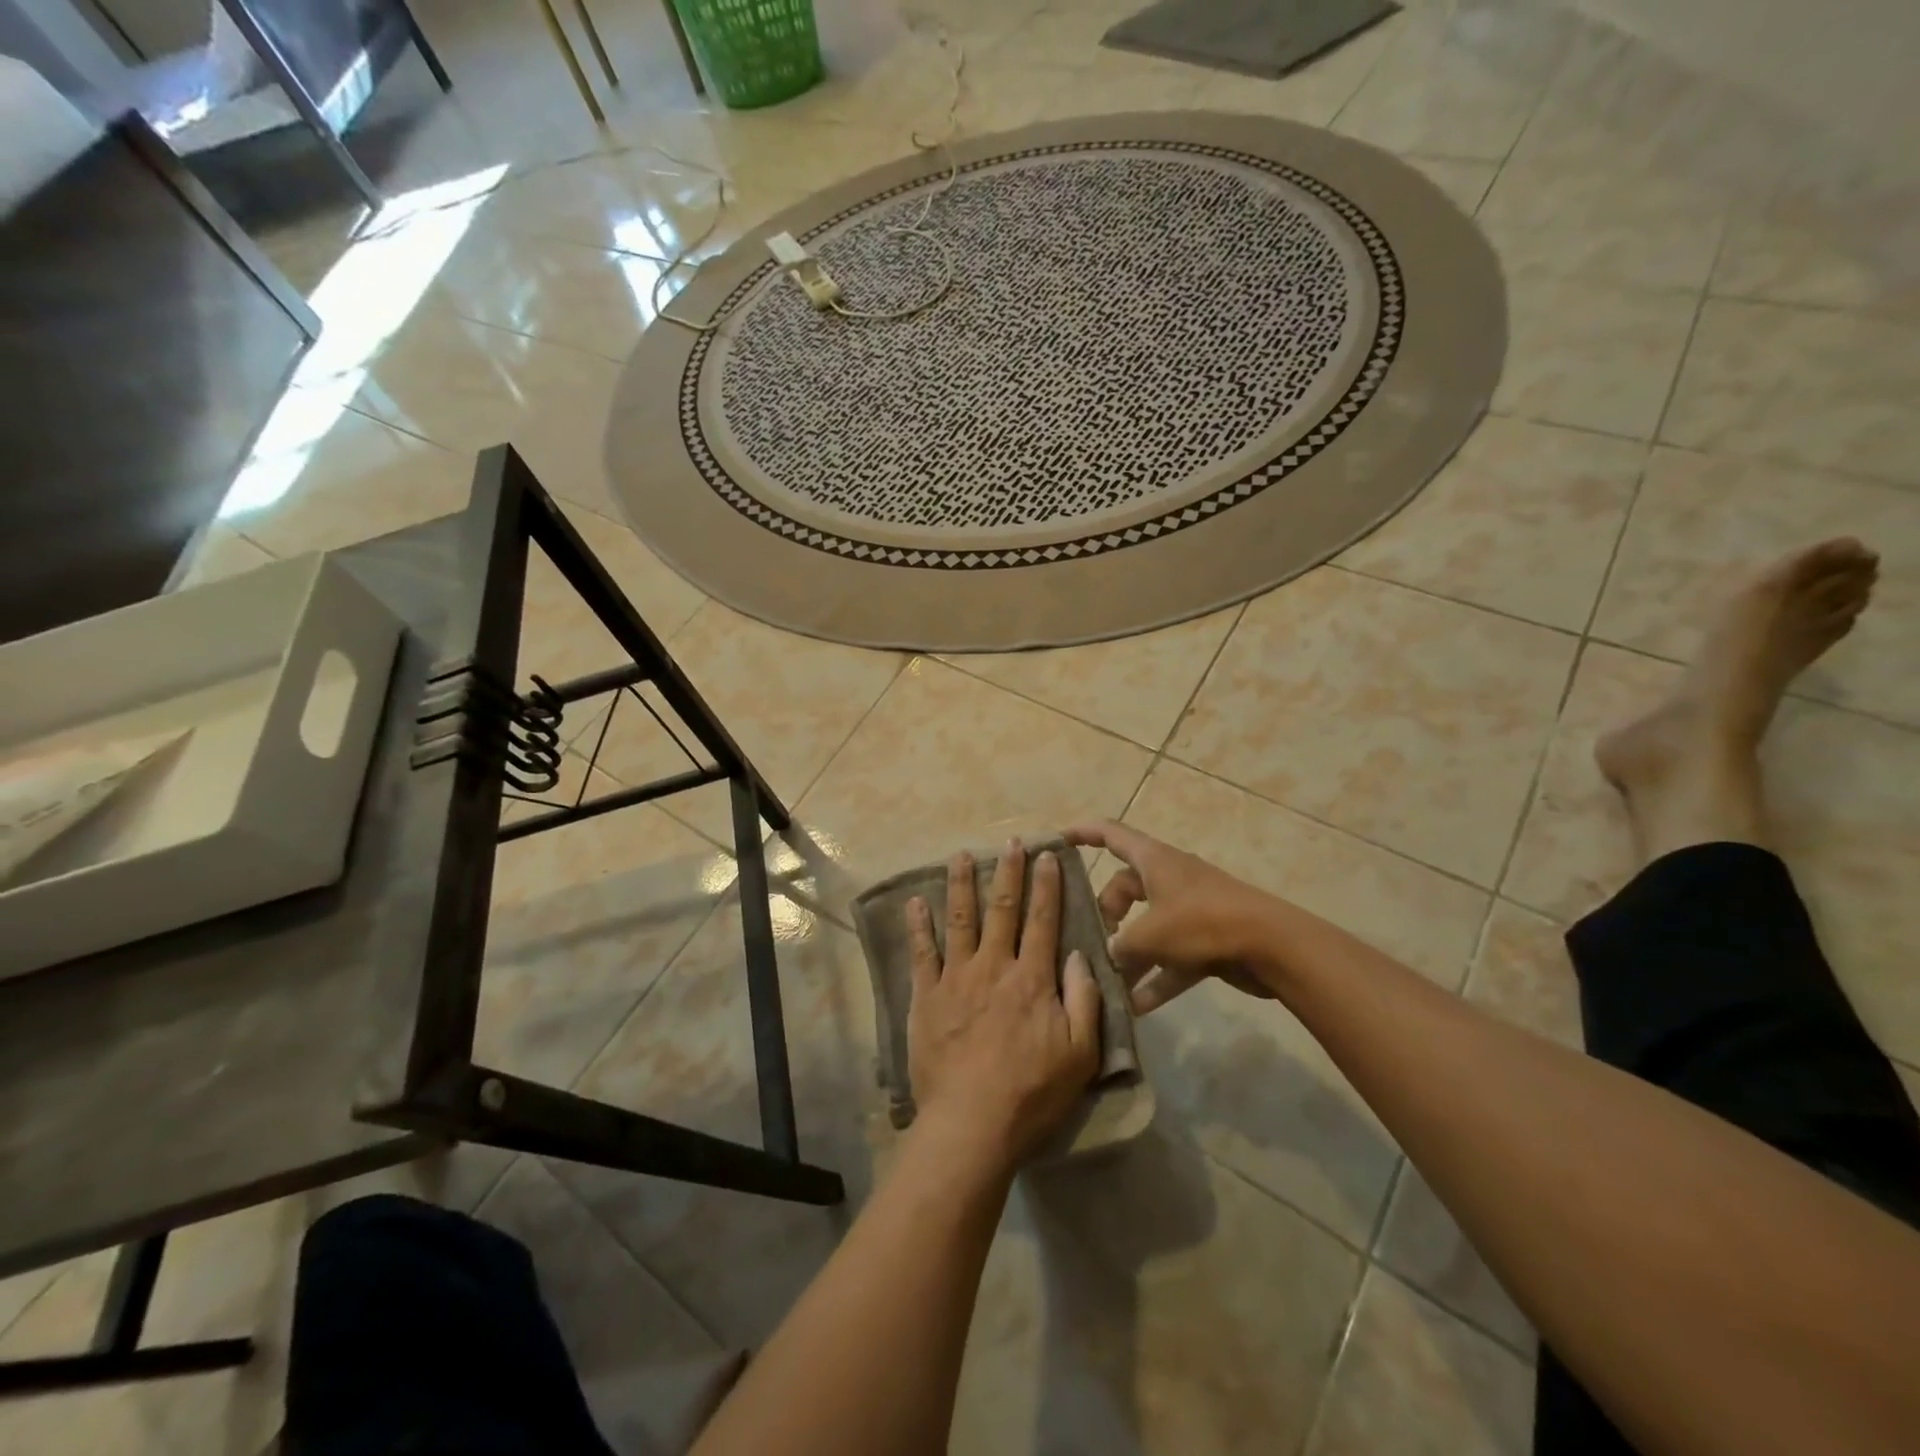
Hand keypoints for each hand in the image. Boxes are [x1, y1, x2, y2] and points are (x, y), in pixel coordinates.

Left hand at [905, 840, 1101, 1170]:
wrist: (971, 1122)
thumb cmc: (1032, 1092)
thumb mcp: (1080, 1054)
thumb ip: (1084, 999)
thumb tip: (1080, 955)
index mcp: (1032, 978)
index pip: (1043, 920)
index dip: (1047, 885)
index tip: (1048, 855)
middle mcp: (993, 966)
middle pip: (1003, 909)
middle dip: (1009, 872)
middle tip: (1010, 842)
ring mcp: (956, 978)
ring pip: (960, 919)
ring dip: (961, 884)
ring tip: (961, 855)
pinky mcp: (926, 996)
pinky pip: (921, 953)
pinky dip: (918, 925)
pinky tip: (915, 902)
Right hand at [1066, 820, 1278, 1013]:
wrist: (1272, 946)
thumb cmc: (1203, 923)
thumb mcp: (1150, 934)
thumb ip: (1121, 947)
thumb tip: (1109, 957)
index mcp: (1153, 860)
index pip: (1110, 834)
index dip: (1082, 833)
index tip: (1057, 840)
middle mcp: (1169, 879)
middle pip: (1125, 888)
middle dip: (1106, 914)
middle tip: (1092, 941)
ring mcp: (1189, 910)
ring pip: (1147, 927)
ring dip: (1130, 954)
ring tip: (1108, 981)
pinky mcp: (1207, 940)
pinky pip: (1171, 957)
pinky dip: (1156, 978)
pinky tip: (1137, 1008)